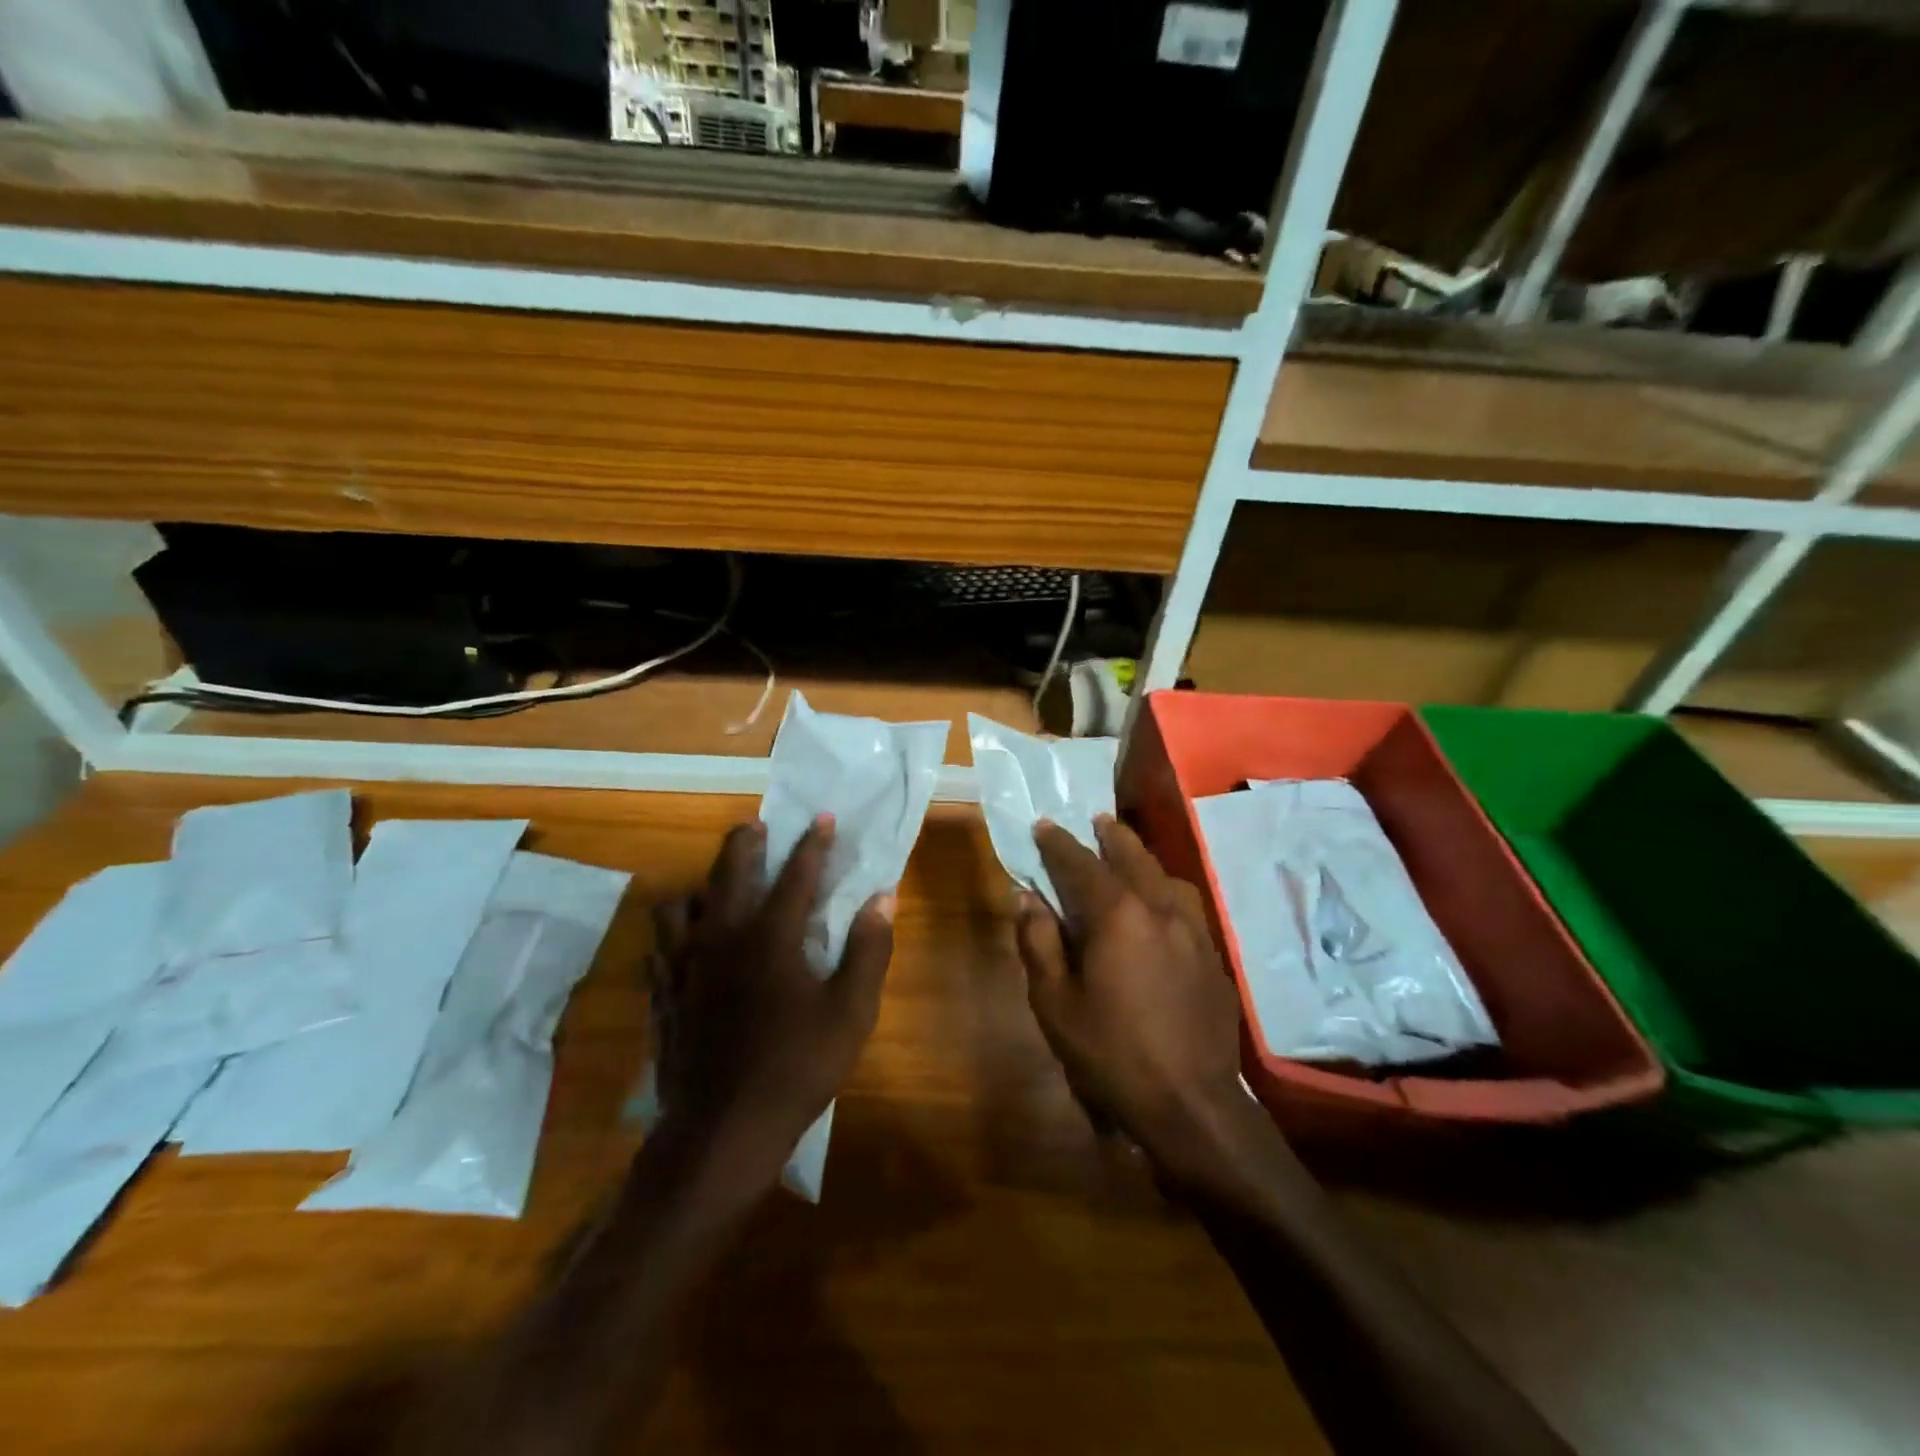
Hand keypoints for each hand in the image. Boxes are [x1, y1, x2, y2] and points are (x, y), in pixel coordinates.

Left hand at [650, 815, 895, 1178]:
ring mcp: (685, 966)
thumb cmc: (796, 1069)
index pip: (795, 875)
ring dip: (701, 886)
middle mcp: (722, 938)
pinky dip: (675, 934)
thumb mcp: (851, 1012)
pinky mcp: (664, 995)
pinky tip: (686, 944)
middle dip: (745, 843)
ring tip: (718, 889)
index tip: (822, 818)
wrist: (722, 1132)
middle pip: (728, 872)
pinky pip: (659, 947)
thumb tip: (883, 898)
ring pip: (679, 905)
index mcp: (770, 937)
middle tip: (757, 827)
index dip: (812, 844)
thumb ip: (869, 950)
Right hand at [1015, 815, 1255, 1182]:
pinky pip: (1185, 903)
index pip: (1081, 864)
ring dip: (1142, 857)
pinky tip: (1159, 901)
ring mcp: (1194, 930)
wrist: (1191, 1104)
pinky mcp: (1213, 954)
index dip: (1058, 843)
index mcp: (1118, 915)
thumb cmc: (1111, 1054)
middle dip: (1109, 835)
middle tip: (1094, 820)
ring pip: (1165, 875)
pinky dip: (1165, 887)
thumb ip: (1039, 942)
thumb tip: (1028, 898)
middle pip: (1132, 856)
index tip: (1042, 825)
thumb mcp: (1055, 1003)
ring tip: (1126, 851)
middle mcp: (1159, 908)